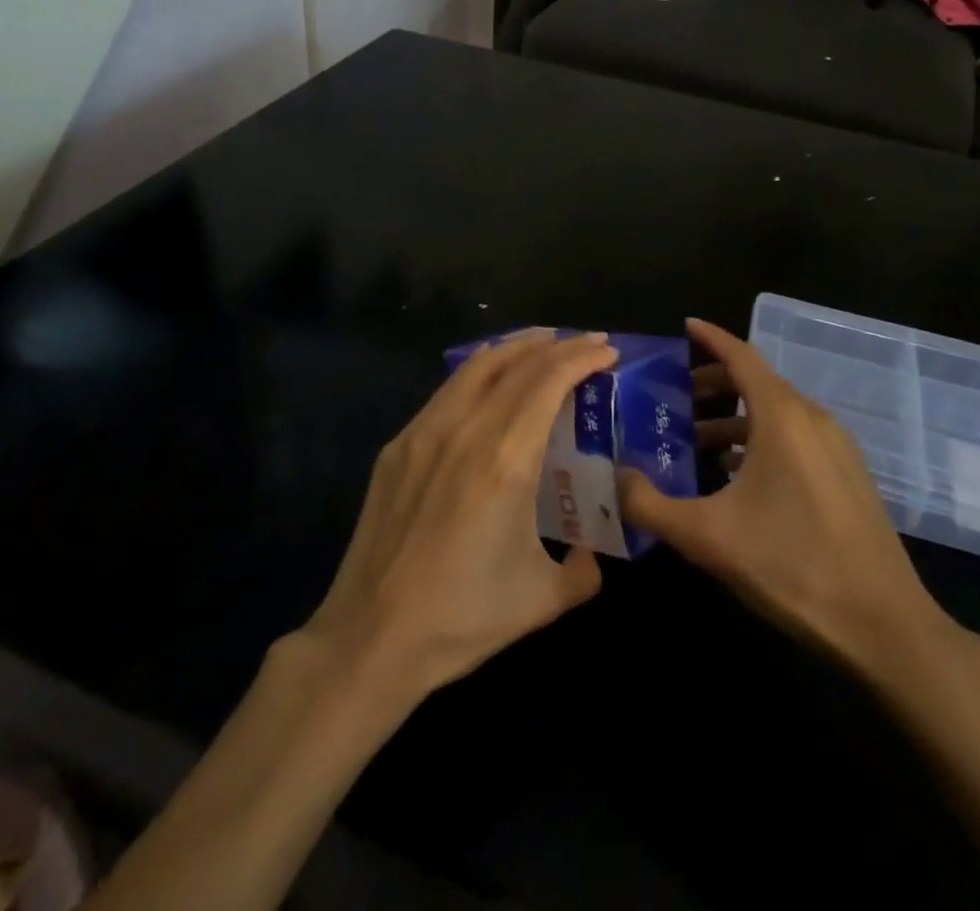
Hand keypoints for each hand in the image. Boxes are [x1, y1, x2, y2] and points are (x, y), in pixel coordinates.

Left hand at [300, 329, 617, 700]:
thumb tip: (592, 554)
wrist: (371, 638)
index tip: (608, 350)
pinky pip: (448, 390)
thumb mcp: (542, 600)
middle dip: (559, 345)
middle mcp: (466, 430)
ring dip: (517, 347)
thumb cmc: (462, 618)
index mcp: (506, 460)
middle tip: (587, 342)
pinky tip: (491, 381)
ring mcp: (425, 432)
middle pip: (518, 364)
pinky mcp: (398, 445)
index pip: (549, 382)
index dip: (582, 357)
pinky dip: (481, 371)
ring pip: (477, 366)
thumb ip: (583, 571)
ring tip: (544, 343)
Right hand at [620, 318, 978, 689]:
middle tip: (675, 398)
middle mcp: (813, 420)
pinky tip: (737, 477)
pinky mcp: (848, 476)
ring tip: (696, 442)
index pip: (742, 356)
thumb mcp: (707, 537)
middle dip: (715, 383)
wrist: (884, 626)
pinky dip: (760, 440)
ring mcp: (837, 448)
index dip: (711, 338)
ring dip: (735, 418)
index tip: (684, 326)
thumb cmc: (791, 566)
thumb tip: (616, 478)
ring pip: (777, 414)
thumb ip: (651, 505)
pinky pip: (795, 439)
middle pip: (758, 382)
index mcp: (783, 417)